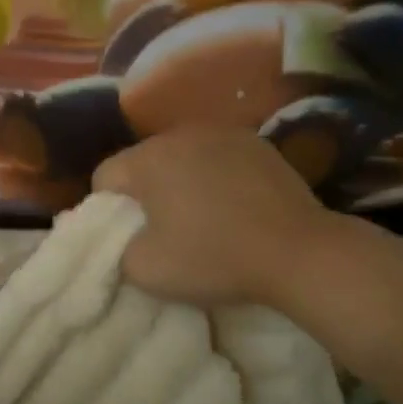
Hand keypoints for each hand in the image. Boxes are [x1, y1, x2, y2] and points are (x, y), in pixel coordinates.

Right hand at [93, 127, 345, 307]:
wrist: (298, 253)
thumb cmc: (214, 259)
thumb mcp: (145, 270)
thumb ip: (116, 250)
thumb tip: (121, 238)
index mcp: (147, 158)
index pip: (104, 176)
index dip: (108, 210)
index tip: (130, 237)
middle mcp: (179, 134)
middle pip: (142, 162)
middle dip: (144, 192)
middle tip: (163, 230)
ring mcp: (222, 133)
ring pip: (180, 156)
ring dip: (180, 181)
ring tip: (201, 216)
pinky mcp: (256, 142)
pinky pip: (216, 156)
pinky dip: (215, 175)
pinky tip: (233, 205)